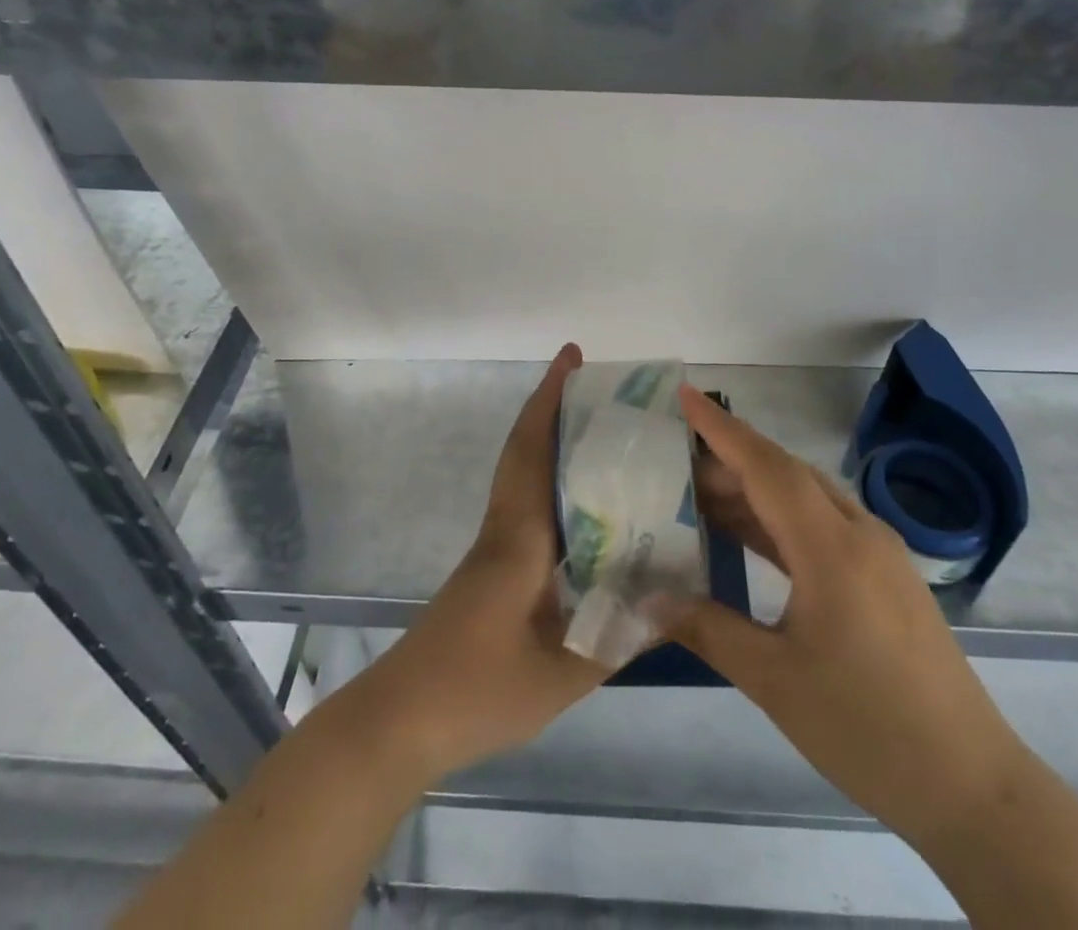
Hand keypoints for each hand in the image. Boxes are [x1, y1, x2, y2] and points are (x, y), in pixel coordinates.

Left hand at [356, 343, 607, 778]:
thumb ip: (620, 636)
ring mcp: (493, 546)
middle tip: (597, 382)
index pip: (534, 450)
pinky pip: (525, 503)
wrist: (401, 720)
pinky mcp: (491, 567)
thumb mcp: (561, 674)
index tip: (571, 357)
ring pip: (522, 473)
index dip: (550, 400)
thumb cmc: (476, 690)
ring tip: (601, 428)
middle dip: (553, 406)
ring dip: (550, 438)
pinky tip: (584, 505)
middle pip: (525, 449)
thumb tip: (677, 599)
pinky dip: (549, 480)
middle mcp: (504, 526)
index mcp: (519, 535)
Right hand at [671, 385, 1025, 849]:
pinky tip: (749, 537)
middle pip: (786, 474)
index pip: (768, 467)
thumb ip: (708, 629)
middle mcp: (859, 533)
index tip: (684, 395)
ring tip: (699, 494)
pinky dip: (780, 520)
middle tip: (674, 458)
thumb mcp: (775, 681)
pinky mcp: (886, 577)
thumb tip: (647, 603)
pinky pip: (823, 526)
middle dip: (730, 458)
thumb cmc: (868, 728)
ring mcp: (878, 554)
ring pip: (806, 498)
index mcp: (833, 548)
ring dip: (755, 490)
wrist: (972, 786)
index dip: (722, 429)